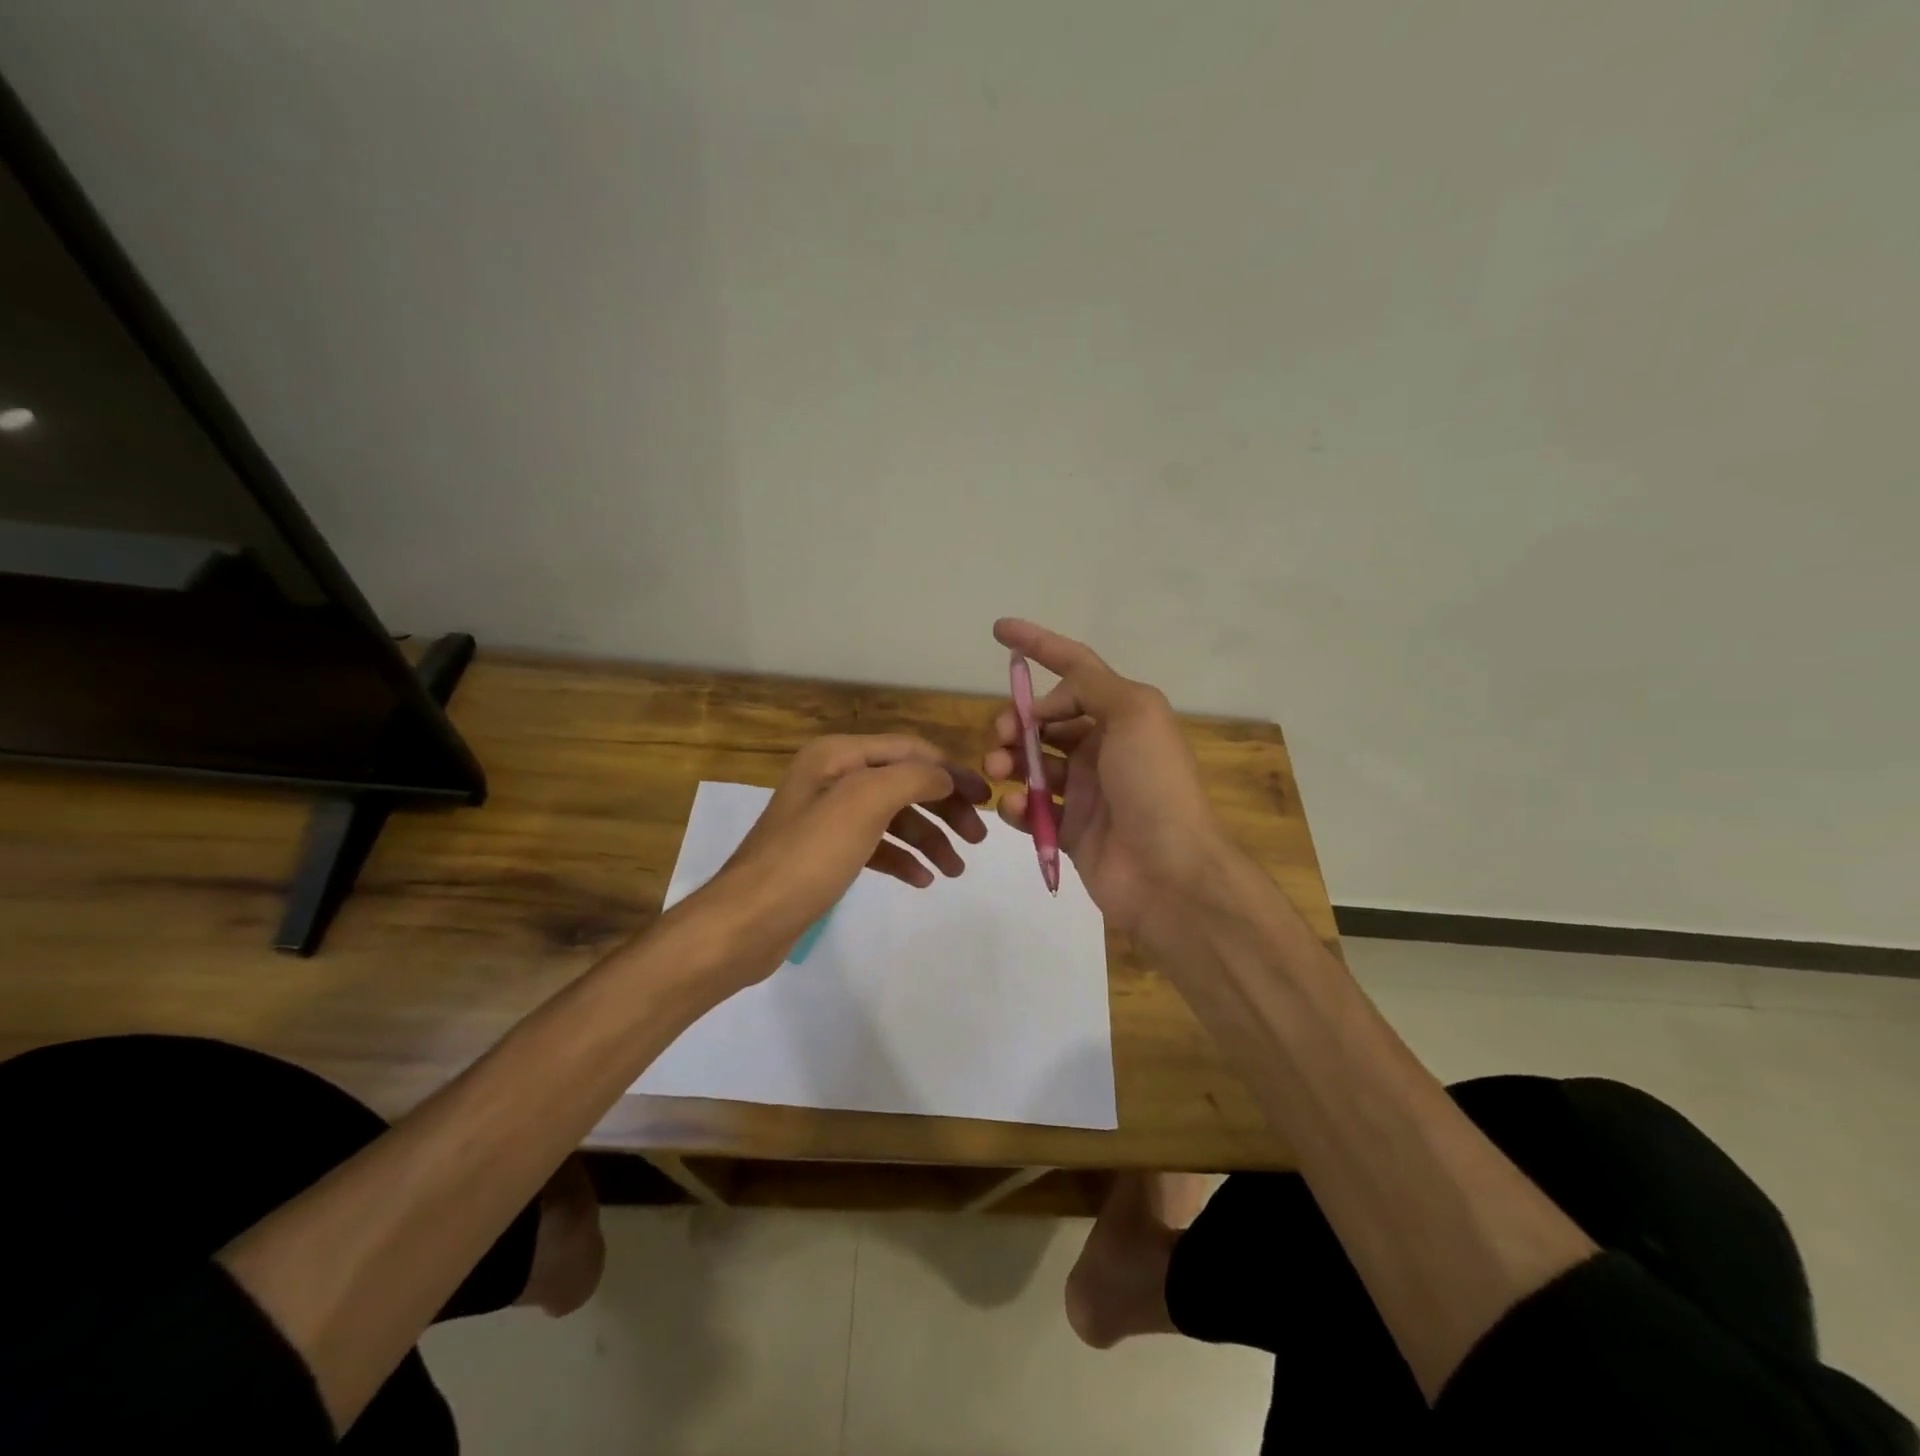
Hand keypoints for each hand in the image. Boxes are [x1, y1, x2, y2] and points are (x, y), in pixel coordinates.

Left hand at [692, 735, 989, 985]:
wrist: (746, 922)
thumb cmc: (808, 857)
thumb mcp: (864, 803)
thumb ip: (912, 778)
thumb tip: (945, 777)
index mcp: (838, 755)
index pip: (910, 750)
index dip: (951, 771)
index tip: (986, 800)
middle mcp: (833, 778)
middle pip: (905, 782)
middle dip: (944, 807)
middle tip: (977, 839)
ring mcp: (828, 817)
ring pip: (894, 817)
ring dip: (929, 838)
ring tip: (955, 870)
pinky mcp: (826, 854)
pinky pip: (876, 846)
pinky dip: (902, 858)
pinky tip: (922, 879)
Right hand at [984, 620, 1228, 937]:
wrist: (1169, 872)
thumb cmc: (1152, 784)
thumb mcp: (1134, 713)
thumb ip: (1090, 685)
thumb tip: (1050, 701)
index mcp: (1123, 715)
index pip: (1075, 668)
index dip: (1038, 645)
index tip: (998, 630)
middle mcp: (1104, 748)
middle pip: (1046, 720)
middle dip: (1017, 720)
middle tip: (1003, 736)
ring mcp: (1086, 792)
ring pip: (1033, 764)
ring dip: (1010, 761)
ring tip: (999, 770)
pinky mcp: (1071, 830)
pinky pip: (1033, 810)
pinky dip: (1017, 806)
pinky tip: (1014, 809)